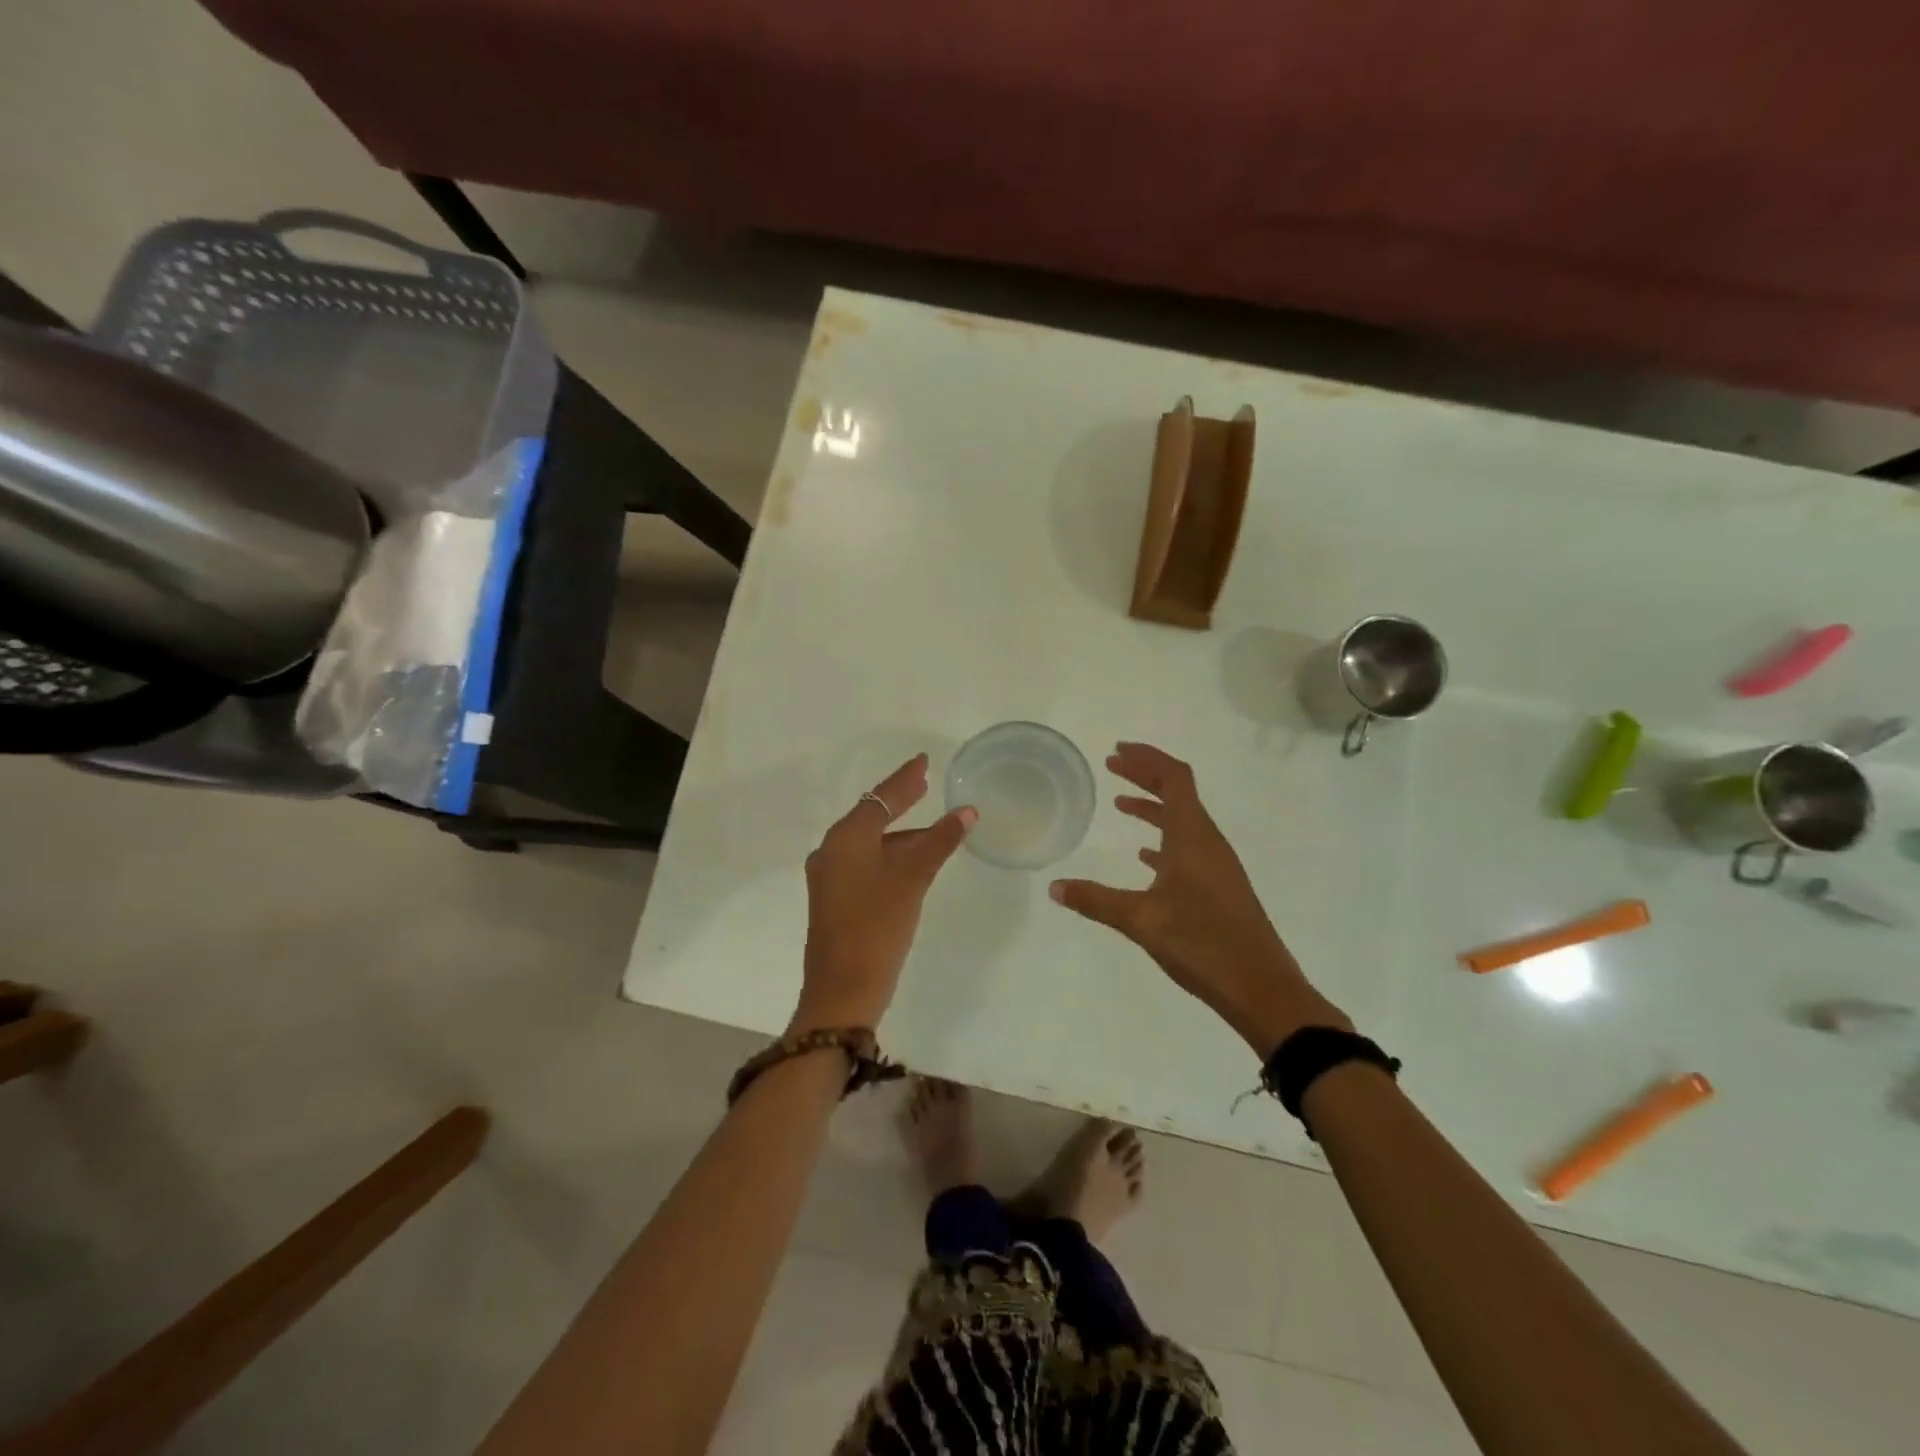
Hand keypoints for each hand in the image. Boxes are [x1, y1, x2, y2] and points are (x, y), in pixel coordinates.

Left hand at [794, 754, 975, 1032]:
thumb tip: (967, 812)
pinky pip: (866, 864)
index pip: (881, 796)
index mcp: (846, 838)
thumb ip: (939, 841)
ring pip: (870, 843)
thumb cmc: (877, 926)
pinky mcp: (835, 900)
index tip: (924, 760)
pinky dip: (890, 856)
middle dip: (900, 801)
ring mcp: (830, 877)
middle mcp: (832, 850)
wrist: (842, 990)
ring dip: (900, 833)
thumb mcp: (912, 879)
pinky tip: (912, 862)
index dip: (905, 778)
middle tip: (926, 783)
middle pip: (872, 816)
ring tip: (932, 827)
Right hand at [1050, 742, 1349, 1054]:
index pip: (1174, 779)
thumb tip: (1054, 887)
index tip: (1117, 750)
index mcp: (1193, 837)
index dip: (1147, 759)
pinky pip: (1188, 847)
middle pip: (1179, 793)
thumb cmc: (1203, 944)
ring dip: (1153, 807)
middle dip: (1146, 775)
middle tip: (1113, 765)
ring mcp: (1217, 866)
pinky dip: (1164, 839)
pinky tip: (1145, 857)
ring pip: (1183, 820)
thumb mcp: (1141, 920)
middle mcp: (1208, 842)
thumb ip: (1096, 900)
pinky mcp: (1220, 888)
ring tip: (1120, 804)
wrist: (1262, 989)